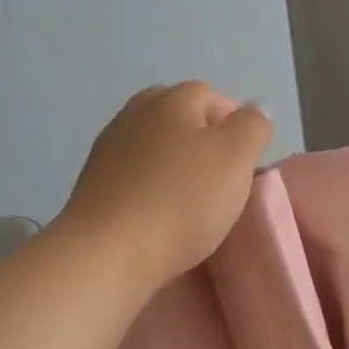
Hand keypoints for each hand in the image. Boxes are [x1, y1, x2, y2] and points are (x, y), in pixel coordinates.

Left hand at [59, 82, 272, 291]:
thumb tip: (256, 107)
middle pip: (177, 118)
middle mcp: (135, 113)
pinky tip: (159, 215)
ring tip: (191, 202)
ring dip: (173, 166)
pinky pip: (133, 176)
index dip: (234, 125)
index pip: (211, 96)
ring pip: (153, 147)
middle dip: (201, 142)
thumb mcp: (236, 158)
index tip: (245, 163)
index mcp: (171, 100)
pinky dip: (150, 187)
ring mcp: (108, 148)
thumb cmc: (181, 201)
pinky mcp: (92, 184)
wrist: (108, 251)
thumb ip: (253, 127)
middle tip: (219, 180)